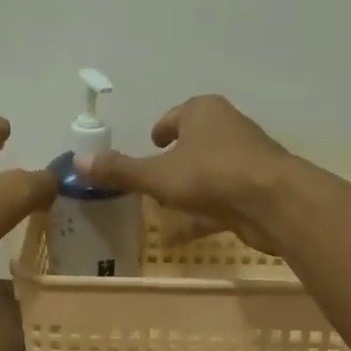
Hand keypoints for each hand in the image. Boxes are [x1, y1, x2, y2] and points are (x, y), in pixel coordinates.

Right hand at [71, 94, 295, 254]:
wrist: (273, 202)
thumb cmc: (211, 176)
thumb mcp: (157, 175)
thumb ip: (120, 171)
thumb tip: (78, 162)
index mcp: (204, 112)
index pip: (178, 115)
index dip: (161, 130)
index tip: (151, 144)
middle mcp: (227, 130)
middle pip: (195, 144)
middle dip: (175, 161)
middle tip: (153, 178)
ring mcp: (244, 162)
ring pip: (208, 174)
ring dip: (188, 190)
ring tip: (164, 208)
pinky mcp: (253, 192)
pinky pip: (219, 203)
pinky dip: (200, 218)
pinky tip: (178, 238)